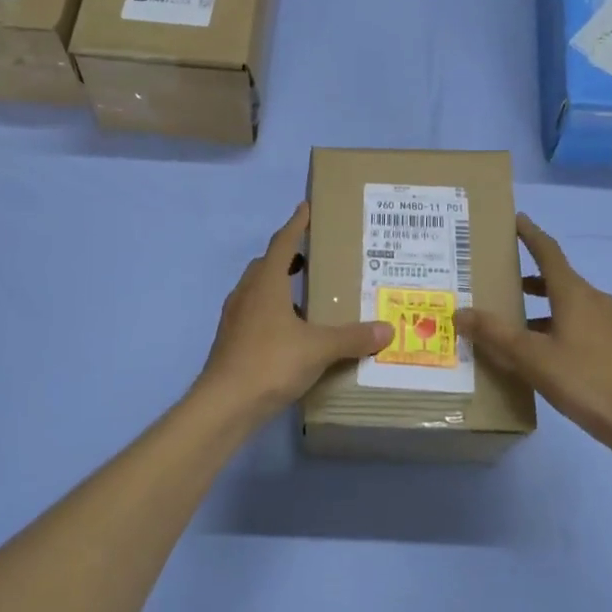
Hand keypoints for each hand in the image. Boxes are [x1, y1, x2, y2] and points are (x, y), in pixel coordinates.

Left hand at [196, 203, 393, 422]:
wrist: (224, 404)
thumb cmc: (271, 363)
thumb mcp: (318, 349)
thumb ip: (353, 337)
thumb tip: (387, 329)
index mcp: (266, 284)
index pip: (283, 243)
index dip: (296, 225)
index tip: (306, 208)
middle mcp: (247, 294)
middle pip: (266, 265)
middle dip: (287, 256)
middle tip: (312, 256)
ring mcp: (235, 318)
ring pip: (258, 290)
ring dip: (279, 286)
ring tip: (307, 295)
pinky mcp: (232, 341)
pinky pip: (255, 313)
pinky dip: (273, 312)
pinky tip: (292, 332)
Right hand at [454, 212, 611, 448]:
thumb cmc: (586, 381)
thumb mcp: (532, 358)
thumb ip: (495, 334)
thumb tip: (461, 312)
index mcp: (574, 294)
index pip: (548, 252)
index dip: (530, 234)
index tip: (515, 219)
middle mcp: (594, 300)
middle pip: (557, 278)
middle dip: (527, 277)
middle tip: (498, 277)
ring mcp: (610, 323)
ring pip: (568, 303)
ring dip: (541, 305)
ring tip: (513, 319)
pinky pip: (579, 323)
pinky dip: (555, 325)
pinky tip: (542, 351)